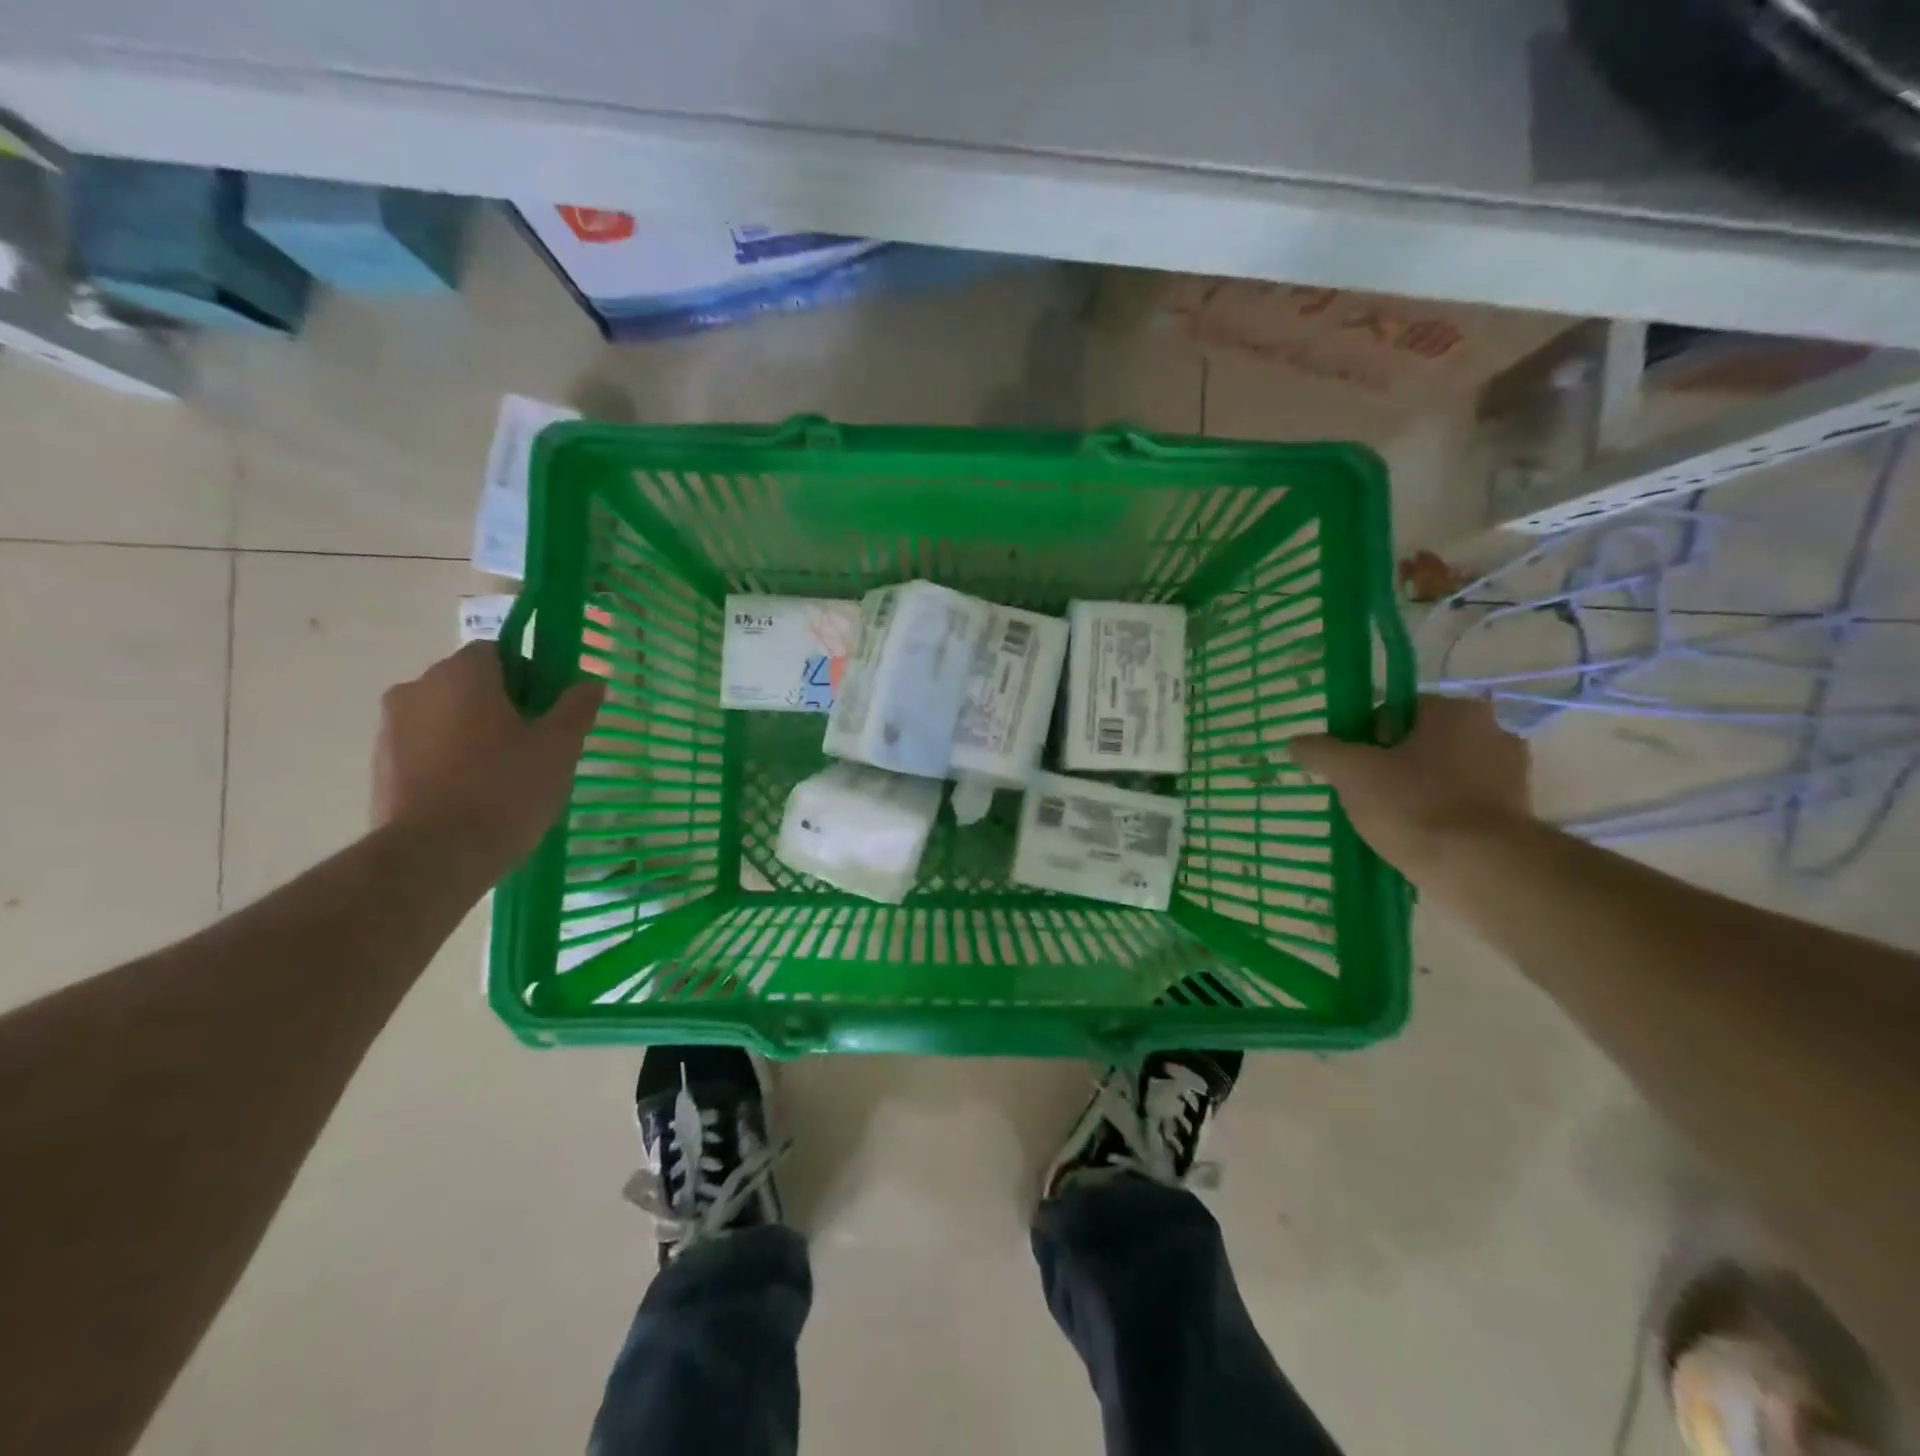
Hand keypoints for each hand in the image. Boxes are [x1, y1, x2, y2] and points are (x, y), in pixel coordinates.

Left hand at [372, 642, 603, 873]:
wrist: (434, 856)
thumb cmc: (505, 789)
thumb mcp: (559, 747)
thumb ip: (576, 708)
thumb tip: (592, 681)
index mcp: (461, 674)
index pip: (499, 651)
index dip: (531, 674)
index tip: (551, 709)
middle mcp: (417, 688)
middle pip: (470, 683)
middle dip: (503, 704)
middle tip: (536, 743)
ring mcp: (390, 728)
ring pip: (446, 717)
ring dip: (475, 733)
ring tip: (506, 775)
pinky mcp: (380, 767)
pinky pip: (426, 748)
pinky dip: (450, 760)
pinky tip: (475, 795)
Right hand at [1291, 695, 1530, 880]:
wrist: (1481, 869)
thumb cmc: (1414, 805)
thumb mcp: (1351, 773)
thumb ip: (1320, 751)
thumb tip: (1295, 743)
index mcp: (1456, 711)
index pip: (1396, 709)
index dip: (1363, 734)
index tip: (1349, 764)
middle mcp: (1492, 732)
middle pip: (1420, 741)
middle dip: (1390, 762)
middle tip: (1362, 791)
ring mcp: (1511, 775)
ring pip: (1441, 773)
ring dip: (1414, 789)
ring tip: (1385, 819)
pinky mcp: (1515, 814)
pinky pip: (1462, 804)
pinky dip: (1438, 814)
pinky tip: (1415, 835)